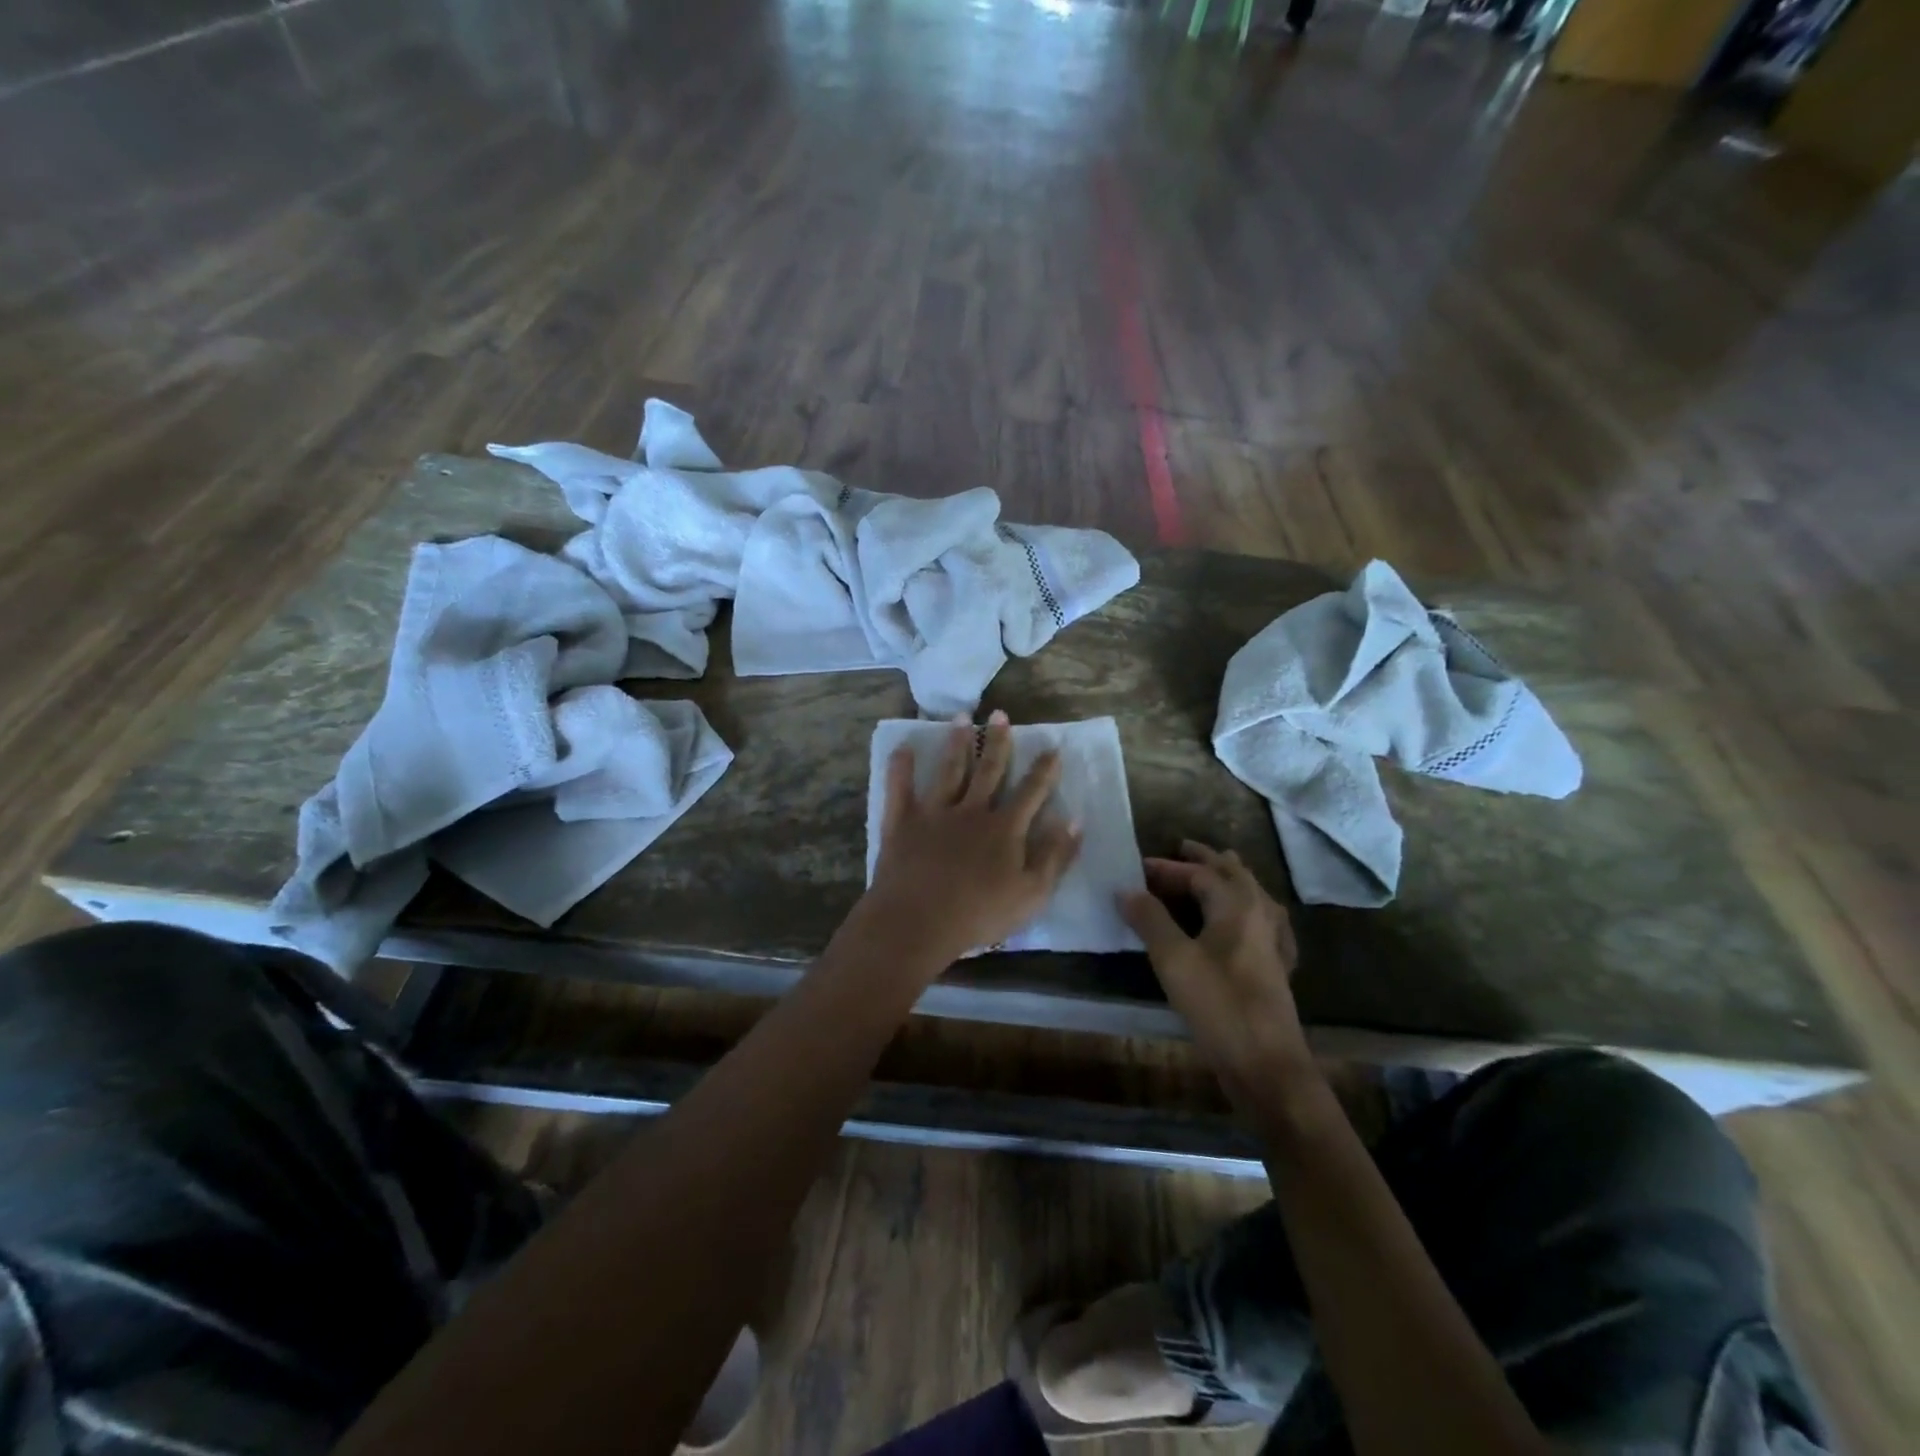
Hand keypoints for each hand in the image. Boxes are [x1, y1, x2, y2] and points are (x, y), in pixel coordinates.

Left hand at [864, 710, 1081, 964]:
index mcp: (1004, 828)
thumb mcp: (1032, 893)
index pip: (1031, 792)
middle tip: (1001, 714)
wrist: (919, 921)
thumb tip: (1075, 820)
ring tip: (963, 718)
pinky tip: (903, 748)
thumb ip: (1055, 855)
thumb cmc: (980, 914)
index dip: (1044, 770)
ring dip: (957, 743)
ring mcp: (934, 813)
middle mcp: (971, 811)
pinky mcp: (902, 822)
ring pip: (949, 771)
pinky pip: (900, 789)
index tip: (1053, 748)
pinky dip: (901, 768)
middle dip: (998, 742)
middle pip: (989, 771)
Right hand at [1119, 840, 1308, 1098]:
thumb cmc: (1217, 1004)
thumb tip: (1126, 889)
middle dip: (1205, 860)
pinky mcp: (1276, 965)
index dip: (1167, 868)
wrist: (1266, 1064)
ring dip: (1228, 879)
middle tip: (1181, 849)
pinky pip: (1262, 920)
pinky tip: (1244, 922)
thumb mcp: (1173, 959)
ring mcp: (1274, 940)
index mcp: (1237, 904)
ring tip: (1211, 874)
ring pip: (1251, 894)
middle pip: (1232, 874)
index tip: (1137, 869)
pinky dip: (1245, 908)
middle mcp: (1260, 912)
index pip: (1199, 872)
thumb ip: (1149, 919)